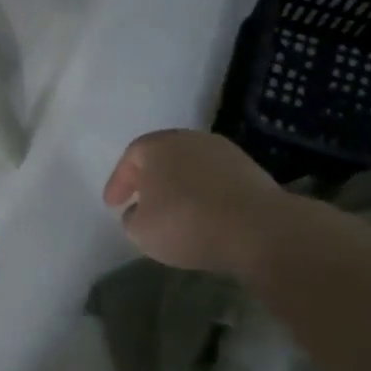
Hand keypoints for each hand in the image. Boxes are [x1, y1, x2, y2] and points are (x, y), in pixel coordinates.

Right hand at [102, 130, 283, 276]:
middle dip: (150, 179)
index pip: (130, 157)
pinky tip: (204, 215)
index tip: (113, 205)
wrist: (257, 228)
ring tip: (174, 211)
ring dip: (181, 186)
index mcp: (158, 146)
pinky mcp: (251, 170)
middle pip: (163, 156)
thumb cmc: (186, 223)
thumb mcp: (141, 231)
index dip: (118, 182)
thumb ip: (131, 218)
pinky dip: (205, 195)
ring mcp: (225, 152)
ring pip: (192, 167)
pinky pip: (216, 181)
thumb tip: (139, 212)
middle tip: (141, 201)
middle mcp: (190, 139)